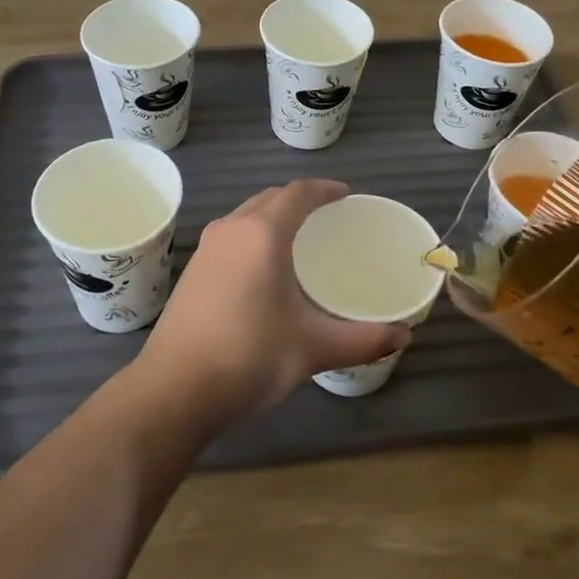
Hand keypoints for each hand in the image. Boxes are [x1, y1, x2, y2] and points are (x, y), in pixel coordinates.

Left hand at [134, 180, 413, 419]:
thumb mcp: (312, 348)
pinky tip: (263, 268)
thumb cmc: (249, 357)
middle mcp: (232, 229)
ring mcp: (207, 249)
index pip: (297, 193)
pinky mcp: (192, 270)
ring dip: (272, 217)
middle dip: (299, 200)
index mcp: (262, 234)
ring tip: (298, 238)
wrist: (174, 389)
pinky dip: (253, 235)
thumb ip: (362, 340)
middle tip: (327, 216)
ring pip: (246, 216)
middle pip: (270, 198)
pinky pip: (231, 236)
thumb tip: (404, 335)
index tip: (345, 195)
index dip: (324, 189)